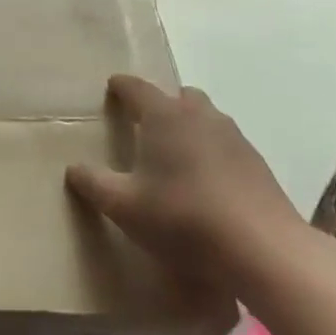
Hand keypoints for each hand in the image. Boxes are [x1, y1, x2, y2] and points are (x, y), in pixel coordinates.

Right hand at [66, 75, 308, 289]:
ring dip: (189, 127)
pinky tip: (207, 183)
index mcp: (163, 115)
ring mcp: (233, 136)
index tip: (112, 86)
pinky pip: (225, 144)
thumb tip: (73, 168)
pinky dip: (211, 152)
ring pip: (205, 118)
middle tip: (145, 126)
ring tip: (176, 156)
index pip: (136, 88)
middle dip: (160, 105)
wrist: (262, 248)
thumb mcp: (124, 206)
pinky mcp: (256, 162)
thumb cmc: (182, 217)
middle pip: (177, 96)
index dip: (121, 86)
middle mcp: (199, 114)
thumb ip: (94, 184)